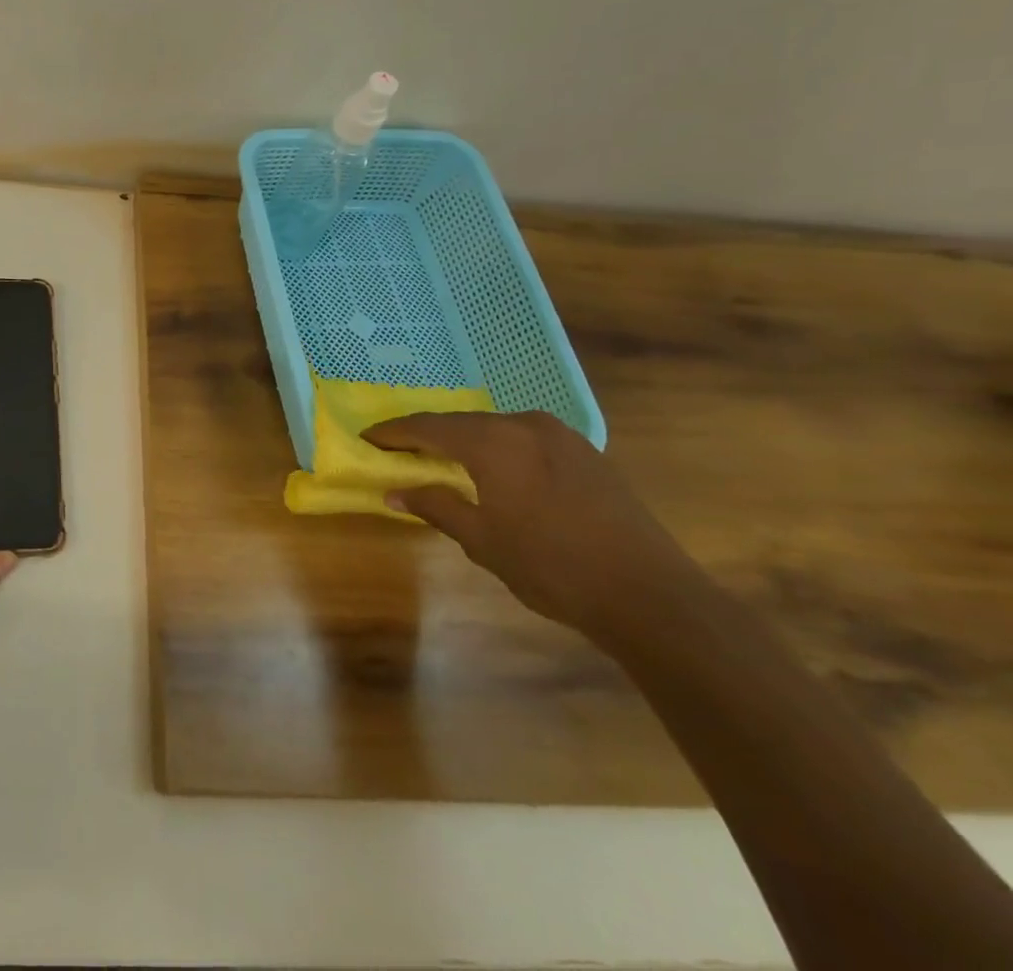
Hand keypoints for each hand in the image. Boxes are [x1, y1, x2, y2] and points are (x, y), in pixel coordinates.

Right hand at [366, 410, 699, 641]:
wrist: (651, 595)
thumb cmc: (551, 566)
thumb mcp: (482, 540)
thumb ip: (435, 506)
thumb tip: (393, 491)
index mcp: (493, 441)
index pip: (428, 427)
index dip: (394, 432)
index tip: (367, 437)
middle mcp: (524, 425)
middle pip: (462, 422)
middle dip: (428, 435)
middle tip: (400, 449)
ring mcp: (561, 435)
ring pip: (496, 428)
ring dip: (466, 441)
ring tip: (443, 459)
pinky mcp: (587, 453)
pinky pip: (526, 438)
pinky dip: (499, 448)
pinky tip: (496, 469)